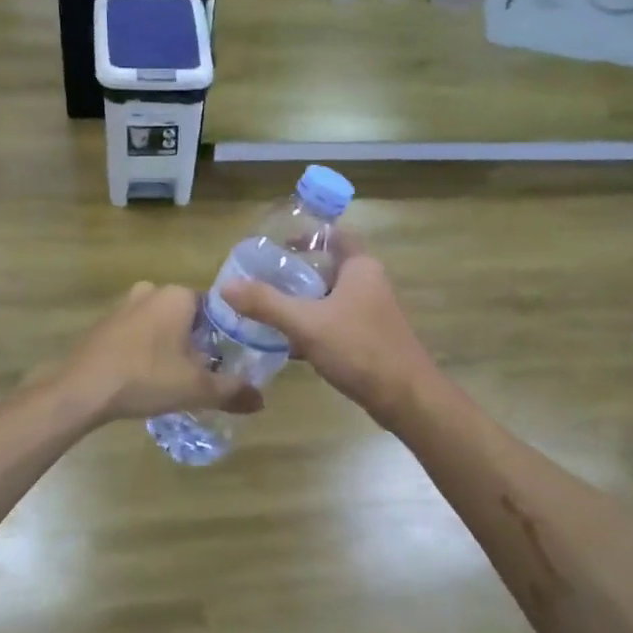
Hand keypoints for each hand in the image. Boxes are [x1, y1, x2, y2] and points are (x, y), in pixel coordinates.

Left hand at [54, 282, 264, 425]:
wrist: (82, 389)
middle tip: (200, 372)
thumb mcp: (196, 388)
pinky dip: (143, 349)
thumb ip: (232, 391)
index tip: (223, 361)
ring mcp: (123, 305)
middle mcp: (151, 291)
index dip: (222, 335)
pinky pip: (135, 333)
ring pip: (159, 324)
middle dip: (194, 341)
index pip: (214, 308)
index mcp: (177, 295)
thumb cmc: (146, 378)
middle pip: (186, 316)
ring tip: (172, 378)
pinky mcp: (103, 324)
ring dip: (168, 345)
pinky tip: (143, 377)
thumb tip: (261, 401)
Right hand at [222, 248, 436, 427]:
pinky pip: (336, 323)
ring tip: (268, 310)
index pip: (334, 236)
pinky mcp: (371, 339)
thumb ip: (266, 303)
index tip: (278, 244)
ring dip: (304, 303)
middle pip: (329, 268)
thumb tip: (227, 287)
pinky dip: (314, 327)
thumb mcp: (306, 323)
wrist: (405, 397)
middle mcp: (370, 283)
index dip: (307, 235)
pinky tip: (289, 344)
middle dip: (297, 274)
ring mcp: (372, 313)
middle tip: (262, 279)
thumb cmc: (359, 348)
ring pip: (331, 299)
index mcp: (360, 267)